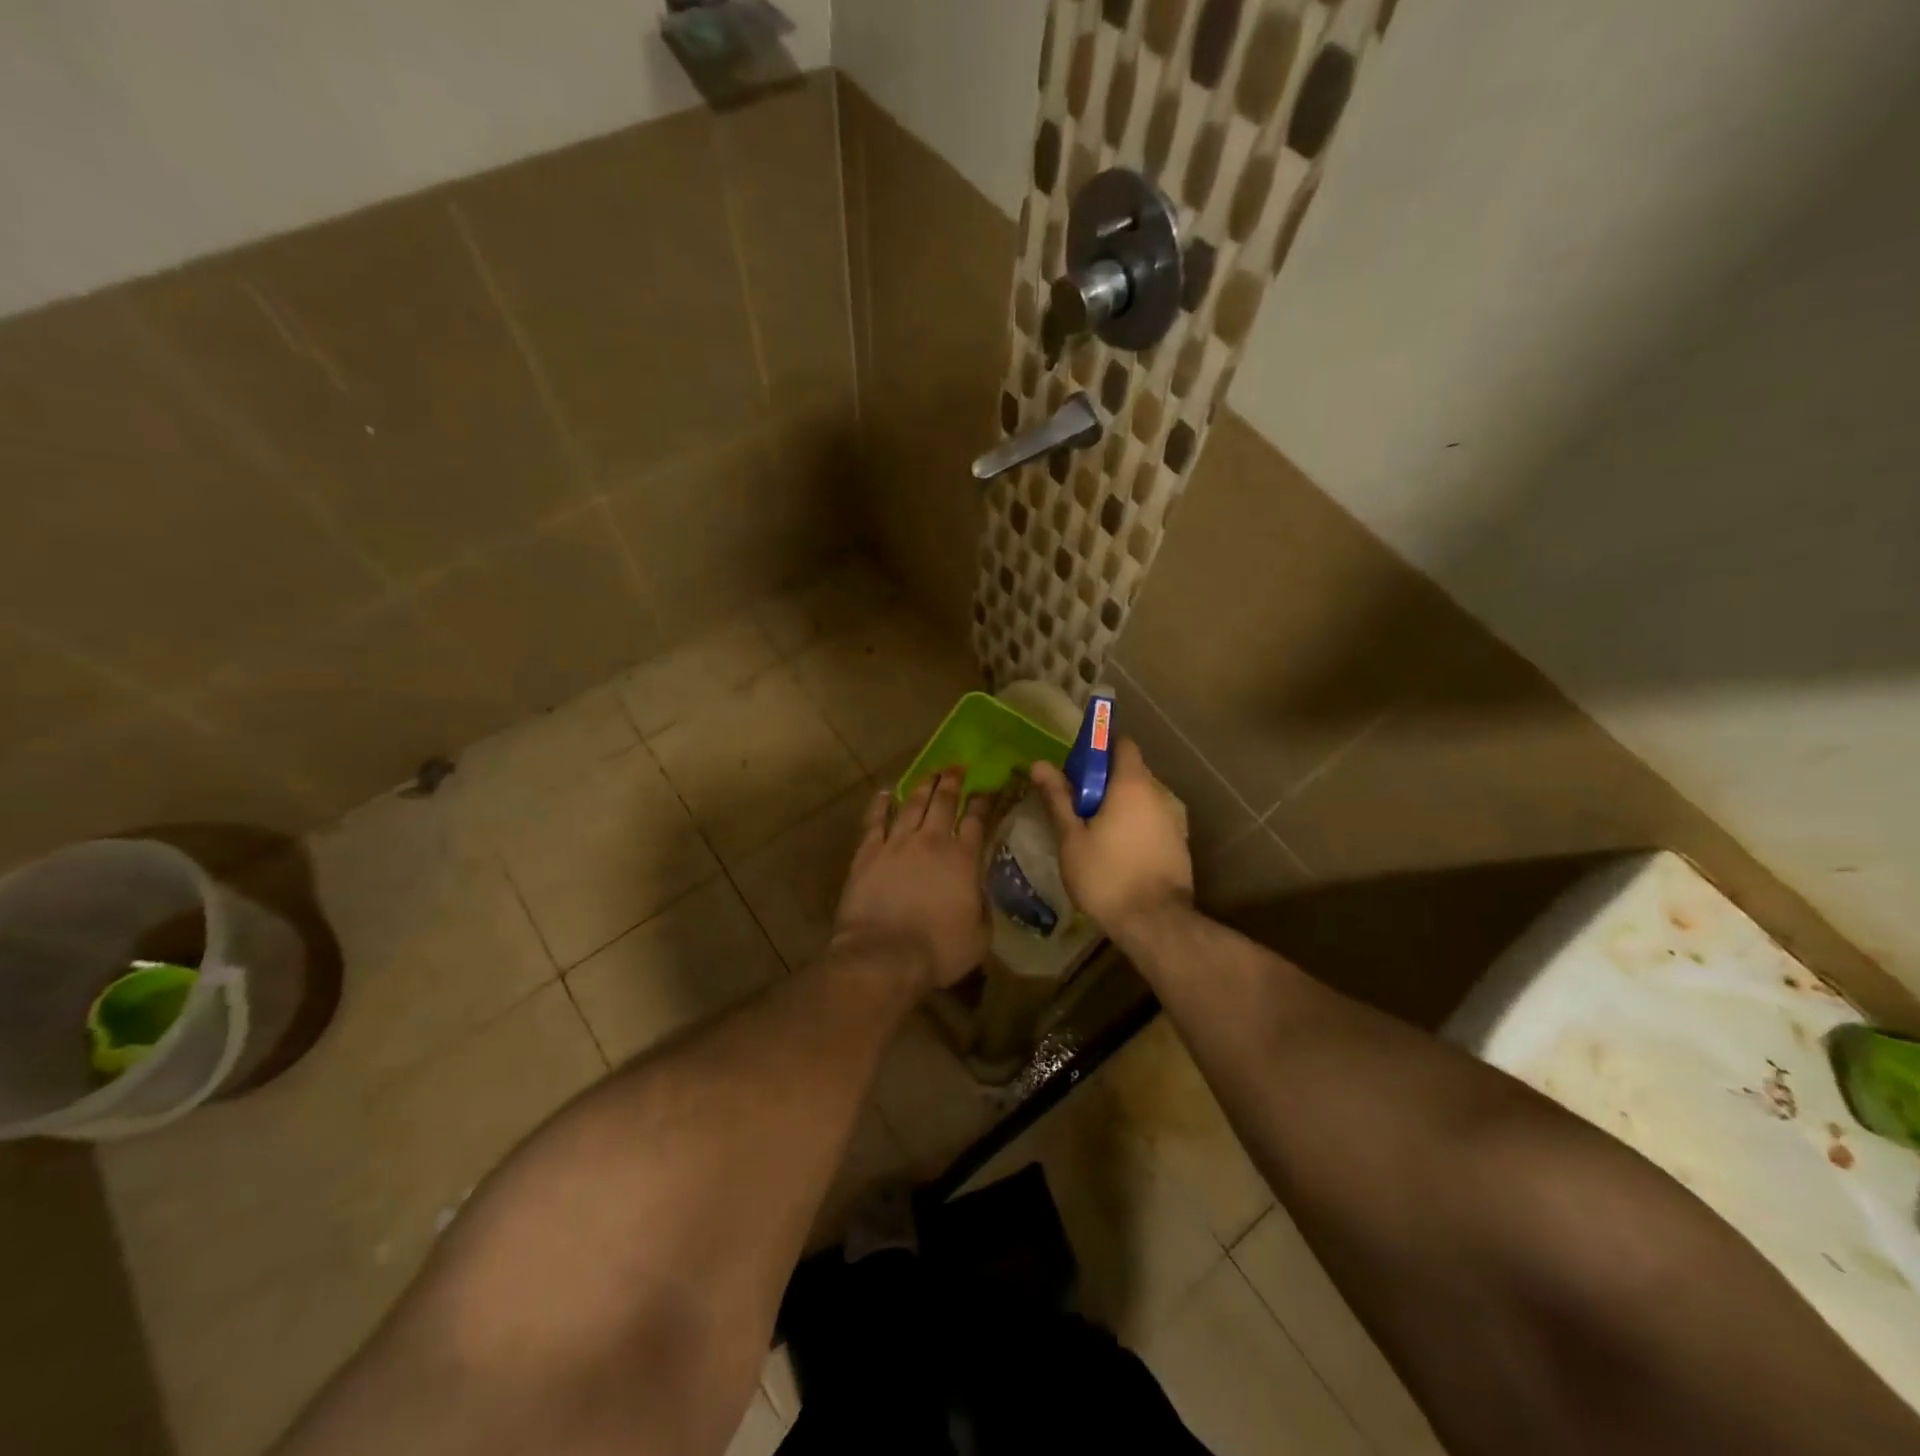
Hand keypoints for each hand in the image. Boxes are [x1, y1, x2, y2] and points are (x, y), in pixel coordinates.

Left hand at [832, 769, 993, 992]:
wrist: (883, 956)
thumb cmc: (939, 951)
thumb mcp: (980, 935)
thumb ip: (983, 906)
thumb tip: (979, 891)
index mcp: (964, 859)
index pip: (977, 820)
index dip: (984, 801)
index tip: (989, 787)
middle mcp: (932, 842)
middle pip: (944, 802)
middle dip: (953, 782)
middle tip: (957, 768)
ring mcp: (896, 844)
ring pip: (912, 804)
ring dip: (923, 786)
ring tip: (931, 773)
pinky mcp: (867, 853)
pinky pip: (875, 821)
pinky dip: (882, 804)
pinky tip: (887, 793)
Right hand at [1029, 738, 1192, 939]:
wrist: (1155, 923)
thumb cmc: (1106, 875)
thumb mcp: (1072, 838)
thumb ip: (1058, 798)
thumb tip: (1040, 764)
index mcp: (1131, 785)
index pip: (1122, 744)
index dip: (1099, 748)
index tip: (1076, 766)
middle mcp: (1158, 794)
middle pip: (1130, 772)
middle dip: (1103, 781)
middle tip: (1075, 803)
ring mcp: (1173, 820)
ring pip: (1141, 800)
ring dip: (1118, 806)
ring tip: (1092, 831)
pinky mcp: (1178, 844)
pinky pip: (1151, 822)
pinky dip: (1133, 826)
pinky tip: (1115, 851)